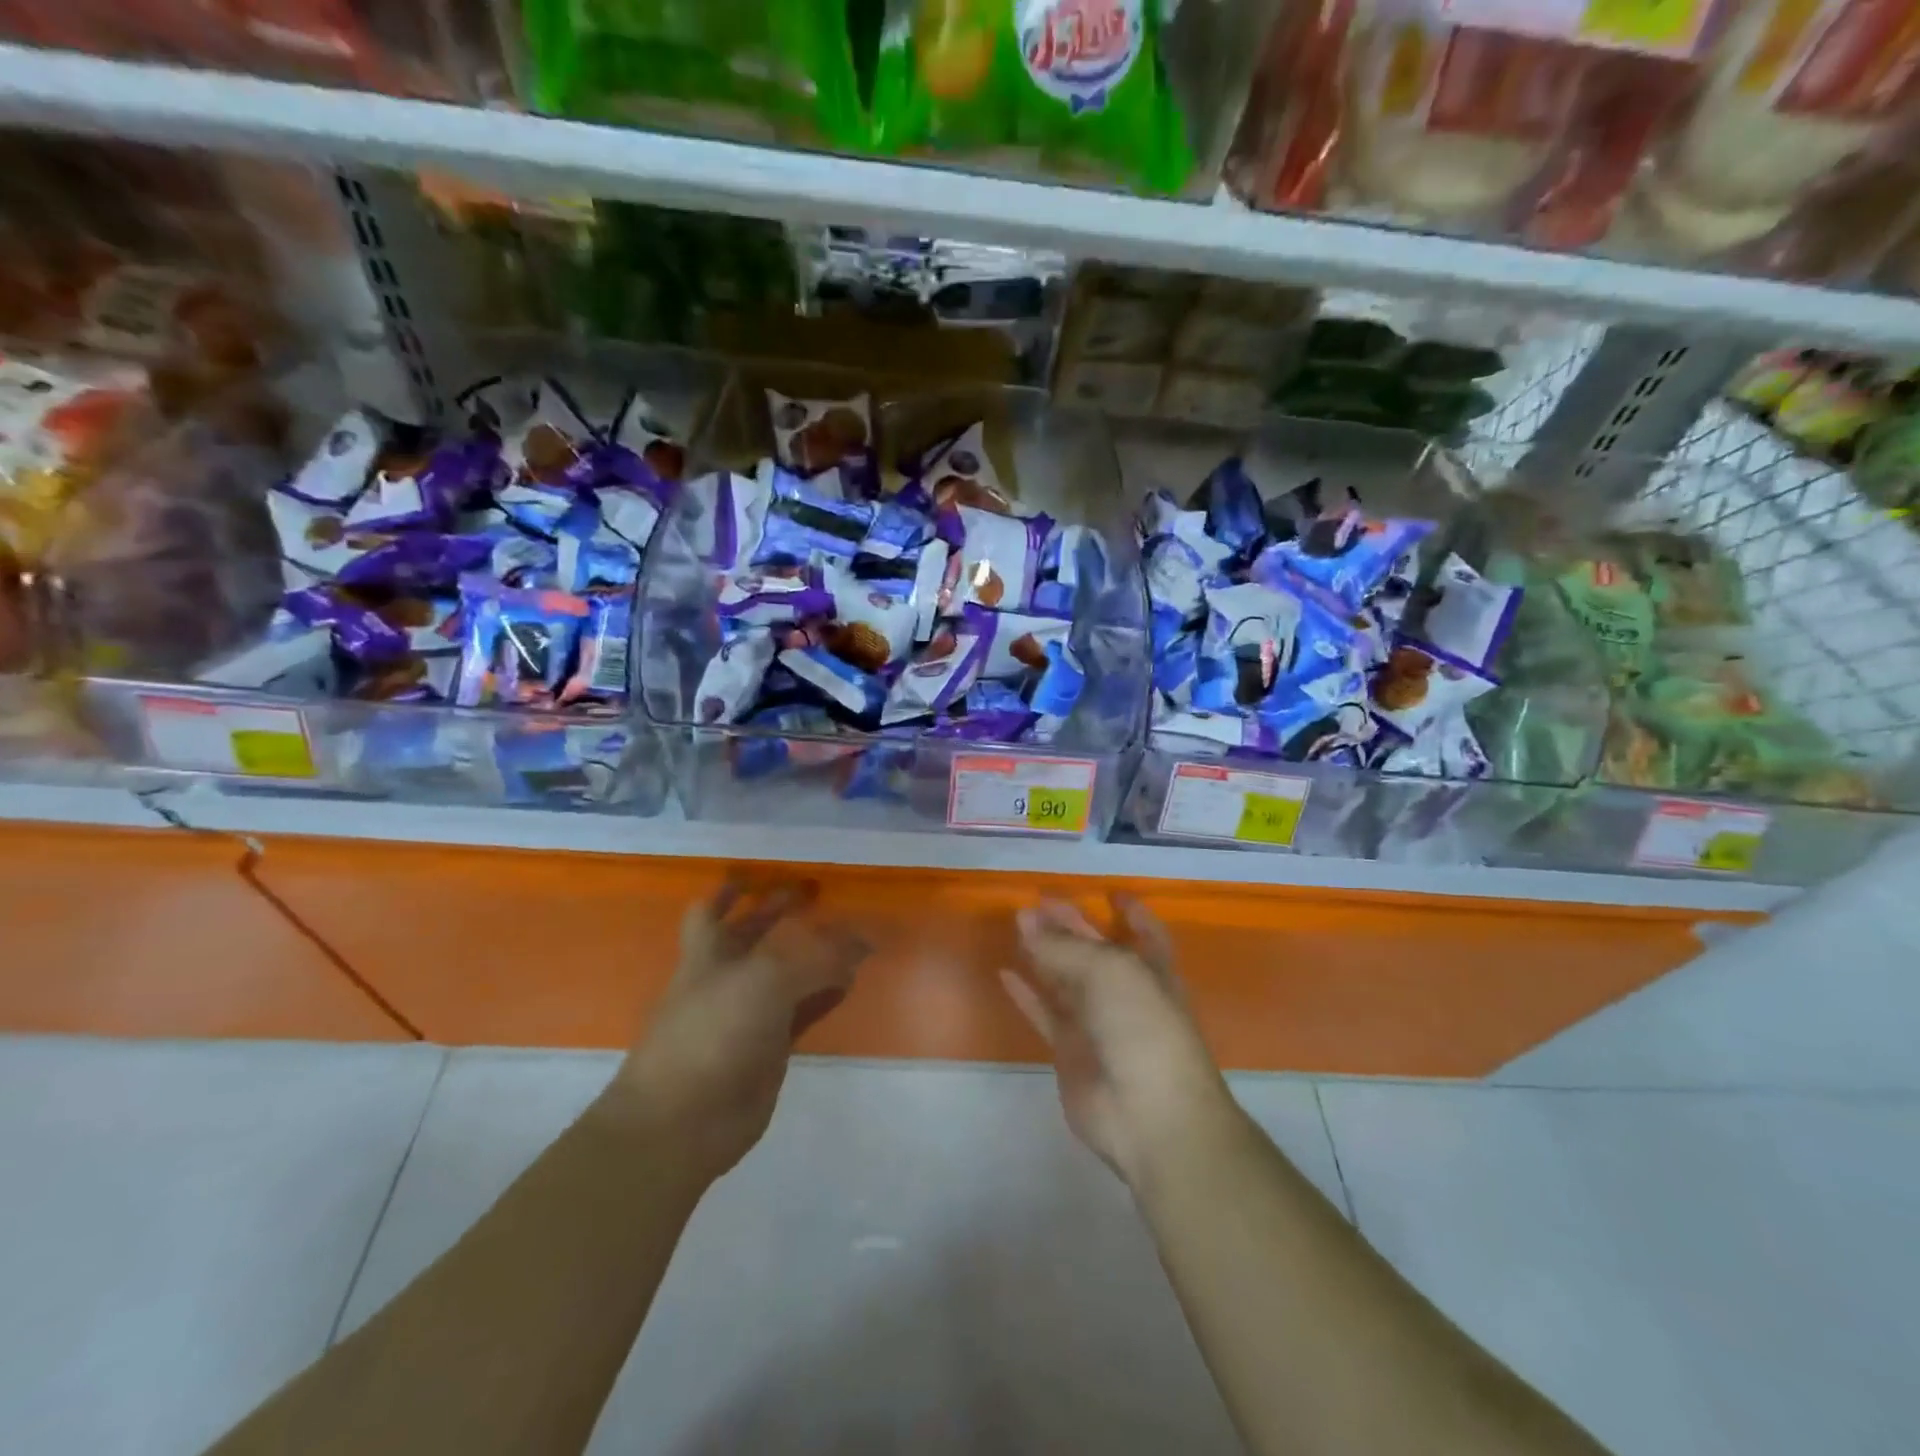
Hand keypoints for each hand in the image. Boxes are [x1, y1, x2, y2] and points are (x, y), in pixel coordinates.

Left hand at [605, 878, 867, 1189]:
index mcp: (706, 954)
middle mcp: (723, 980)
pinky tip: (849, 984)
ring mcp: (745, 1016)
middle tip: (815, 896)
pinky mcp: (768, 1049)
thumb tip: (863, 942)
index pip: (710, 912)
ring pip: (781, 975)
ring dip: (808, 956)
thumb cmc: (713, 1032)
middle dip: (777, 916)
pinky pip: (802, 1012)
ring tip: (844, 937)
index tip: (756, 876)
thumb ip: (818, 957)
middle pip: (750, 938)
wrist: (685, 1120)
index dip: (729, 893)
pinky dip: (824, 996)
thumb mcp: (767, 981)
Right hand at [1001, 895, 1235, 1188]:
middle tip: (1036, 902)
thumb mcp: (1110, 972)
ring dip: (1044, 952)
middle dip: (1071, 925)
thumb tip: (1027, 920)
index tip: (1109, 892)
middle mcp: (1126, 993)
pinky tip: (1005, 973)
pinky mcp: (1070, 1052)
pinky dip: (1026, 995)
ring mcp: (1097, 1024)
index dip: (1131, 913)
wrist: (1149, 1115)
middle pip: (1095, 951)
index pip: (1145, 934)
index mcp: (1151, 971)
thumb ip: (1065, 946)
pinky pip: (1045, 1014)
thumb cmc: (1144, 1028)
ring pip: (1066, 979)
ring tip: (1017, 924)